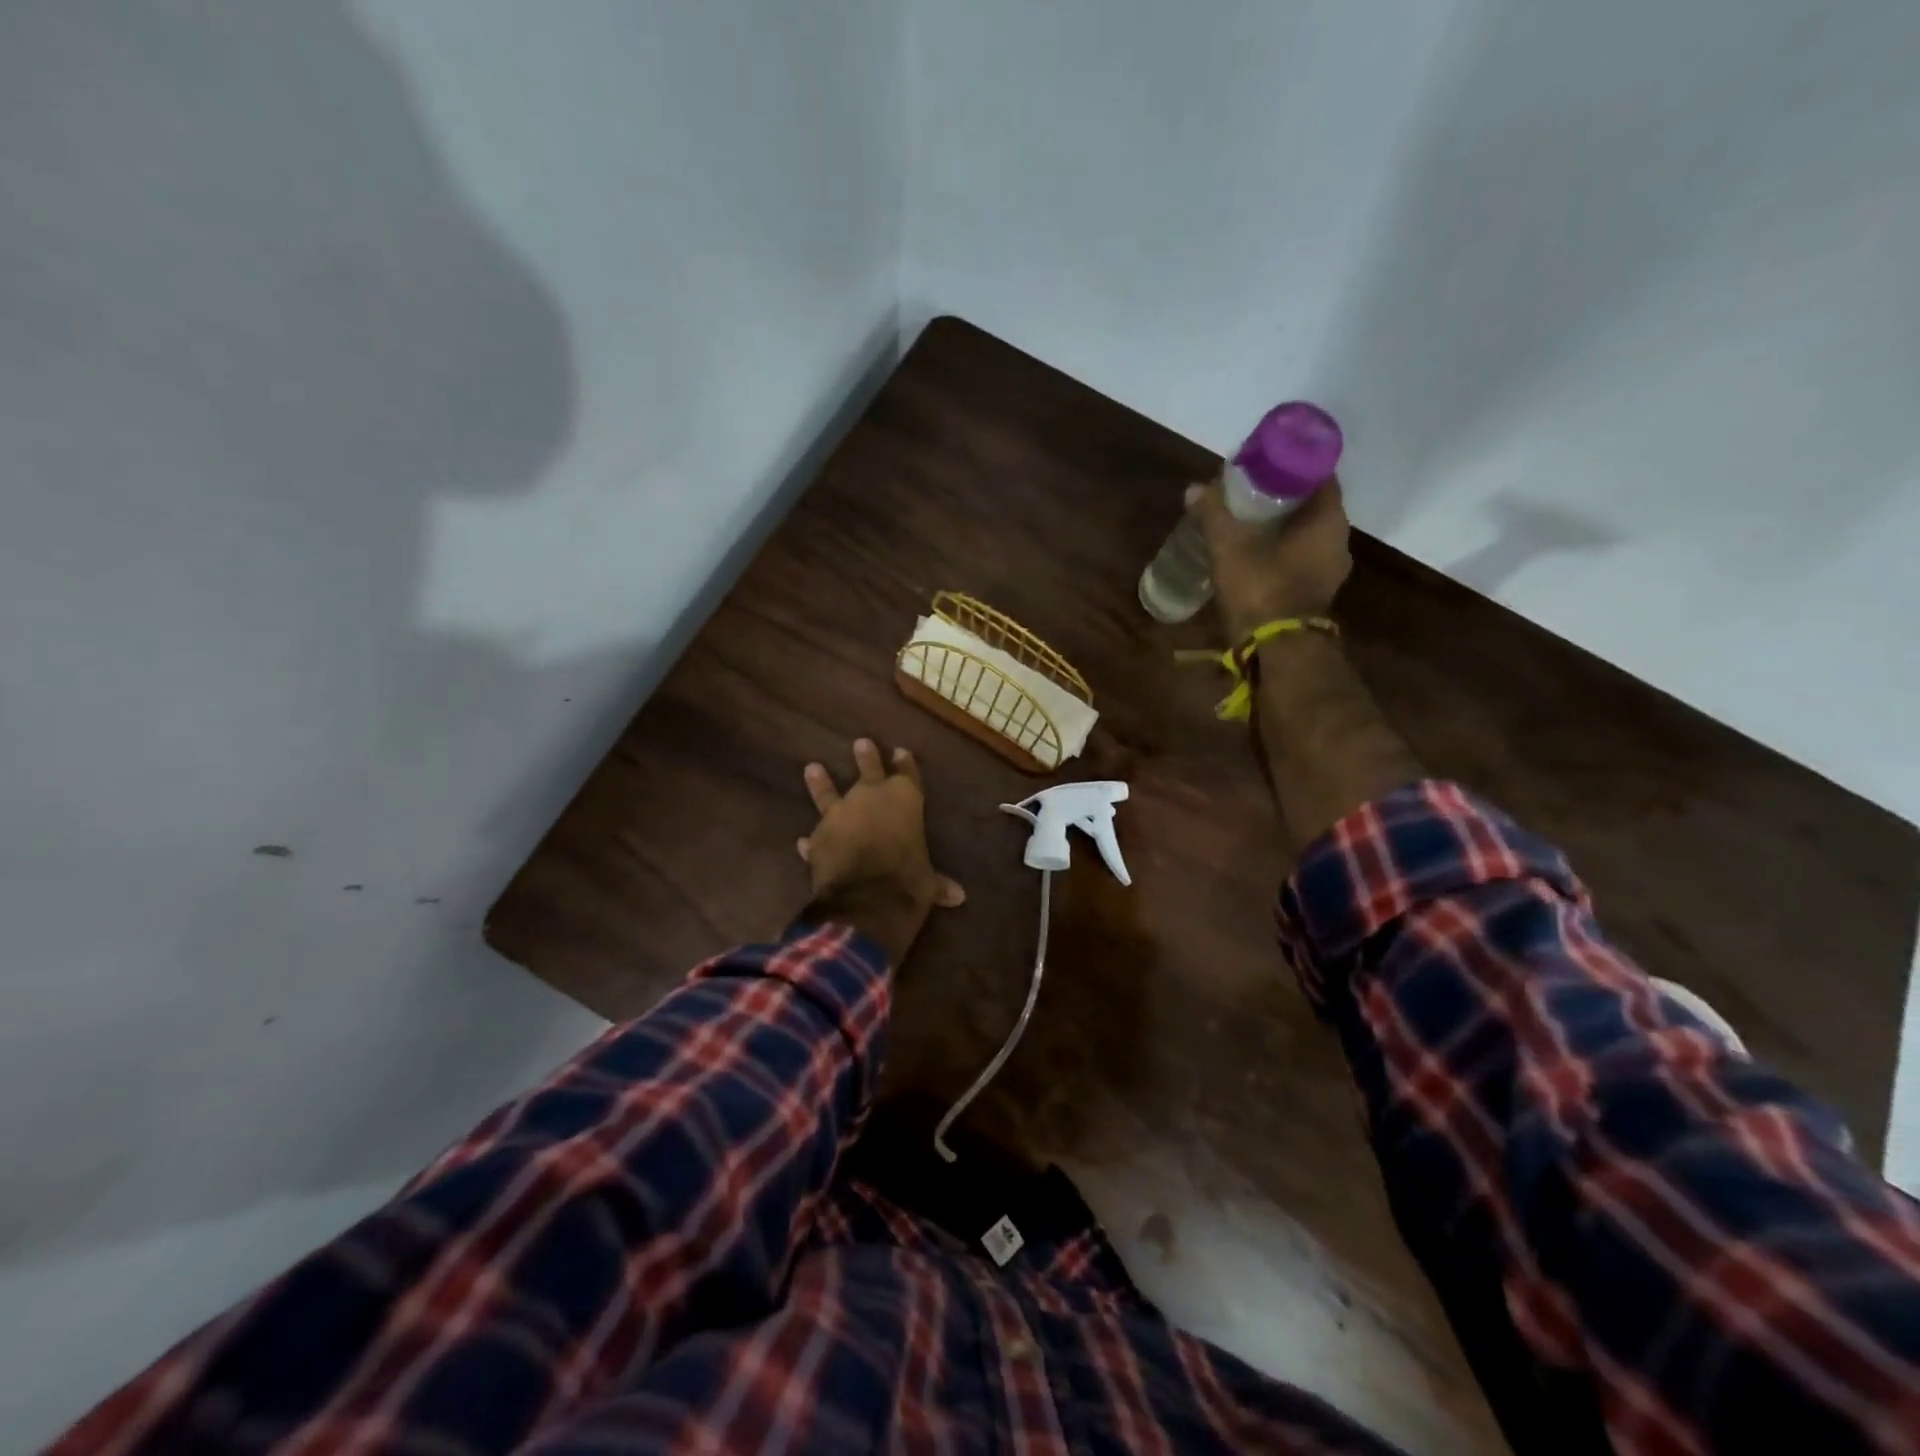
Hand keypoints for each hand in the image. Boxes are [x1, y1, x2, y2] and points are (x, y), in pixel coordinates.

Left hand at [797, 738, 964, 965]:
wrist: (865, 899)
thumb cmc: (908, 881)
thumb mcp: (928, 882)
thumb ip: (937, 883)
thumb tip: (959, 896)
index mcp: (905, 799)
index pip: (907, 774)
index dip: (905, 763)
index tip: (901, 751)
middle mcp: (871, 797)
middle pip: (869, 771)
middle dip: (866, 758)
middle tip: (860, 742)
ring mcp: (840, 814)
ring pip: (829, 793)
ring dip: (821, 782)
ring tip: (812, 768)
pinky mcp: (818, 837)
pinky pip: (815, 836)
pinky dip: (812, 840)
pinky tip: (803, 842)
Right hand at [1187, 477, 1352, 640]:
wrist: (1277, 651)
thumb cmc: (1261, 589)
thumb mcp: (1230, 547)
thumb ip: (1214, 515)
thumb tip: (1195, 489)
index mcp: (1328, 521)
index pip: (1319, 475)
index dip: (1293, 463)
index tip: (1266, 459)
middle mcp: (1337, 542)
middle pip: (1311, 506)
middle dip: (1282, 496)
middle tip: (1248, 488)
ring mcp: (1328, 572)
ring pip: (1304, 535)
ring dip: (1279, 526)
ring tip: (1245, 520)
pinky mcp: (1313, 595)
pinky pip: (1297, 560)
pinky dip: (1278, 551)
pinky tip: (1251, 552)